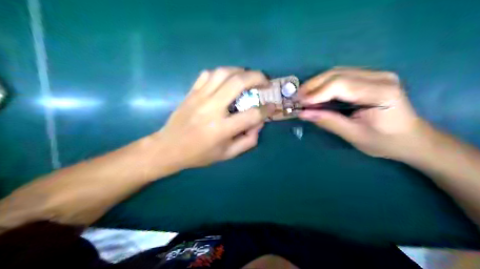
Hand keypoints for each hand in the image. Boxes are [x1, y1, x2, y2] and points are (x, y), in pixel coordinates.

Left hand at [155, 67, 270, 169]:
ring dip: (240, 71)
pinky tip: (226, 80)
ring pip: (223, 72)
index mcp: (221, 129)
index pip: (252, 114)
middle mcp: (212, 108)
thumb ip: (247, 141)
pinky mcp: (191, 92)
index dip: (267, 110)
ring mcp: (200, 97)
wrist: (168, 147)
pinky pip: (207, 74)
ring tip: (248, 77)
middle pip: (238, 82)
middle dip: (257, 78)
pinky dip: (221, 73)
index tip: (272, 106)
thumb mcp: (227, 155)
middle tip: (265, 82)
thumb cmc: (199, 154)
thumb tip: (259, 123)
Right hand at [299, 67, 424, 158]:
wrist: (412, 139)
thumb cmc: (385, 142)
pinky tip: (317, 93)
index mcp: (381, 92)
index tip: (299, 102)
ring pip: (339, 72)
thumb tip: (303, 113)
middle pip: (338, 73)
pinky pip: (343, 75)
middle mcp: (380, 76)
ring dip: (318, 83)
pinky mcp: (373, 77)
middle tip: (297, 98)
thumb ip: (328, 121)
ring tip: (304, 96)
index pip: (341, 84)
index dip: (317, 92)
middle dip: (314, 85)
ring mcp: (378, 74)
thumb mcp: (354, 135)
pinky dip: (327, 83)